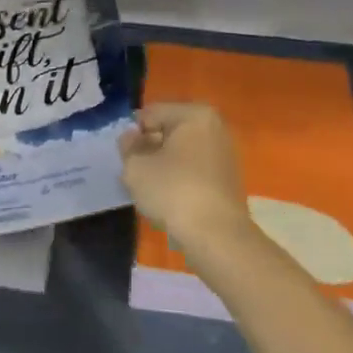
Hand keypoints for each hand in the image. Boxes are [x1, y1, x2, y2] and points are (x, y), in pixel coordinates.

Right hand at [119, 102, 252, 259]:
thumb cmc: (174, 192)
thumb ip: (128, 147)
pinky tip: (170, 199)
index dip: (132, 134)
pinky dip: (180, 179)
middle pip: (168, 131)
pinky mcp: (228, 179)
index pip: (151, 114)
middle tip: (135, 172)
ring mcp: (224, 154)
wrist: (218, 238)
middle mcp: (214, 127)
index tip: (124, 157)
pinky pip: (194, 170)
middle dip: (150, 149)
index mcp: (194, 114)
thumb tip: (131, 138)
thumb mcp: (136, 167)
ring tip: (151, 189)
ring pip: (181, 152)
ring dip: (164, 165)